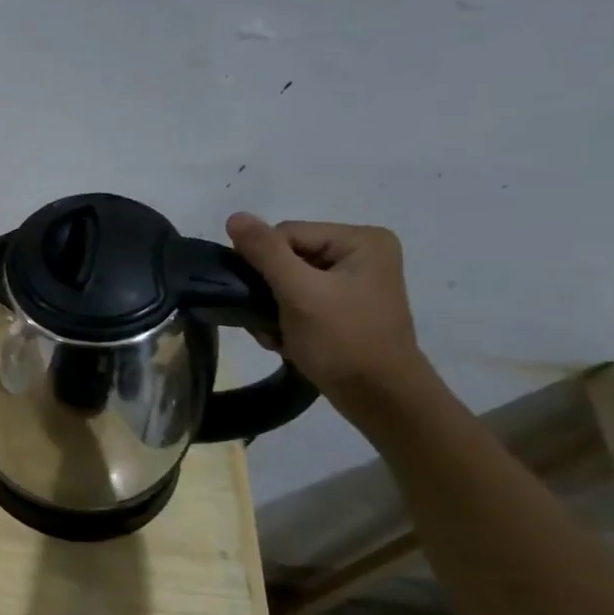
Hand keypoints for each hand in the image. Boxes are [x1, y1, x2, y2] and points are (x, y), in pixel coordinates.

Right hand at [224, 212, 431, 404]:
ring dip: (272, 308)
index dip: (264, 264)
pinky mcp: (345, 306)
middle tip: (268, 322)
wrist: (379, 398)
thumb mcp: (299, 293)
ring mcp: (354, 281)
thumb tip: (234, 216)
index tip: (262, 299)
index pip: (287, 234)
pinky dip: (285, 319)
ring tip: (276, 334)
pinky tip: (286, 339)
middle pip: (286, 257)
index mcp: (361, 240)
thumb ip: (265, 252)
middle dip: (269, 291)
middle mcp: (361, 253)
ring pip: (287, 281)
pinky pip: (299, 299)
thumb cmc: (343, 340)